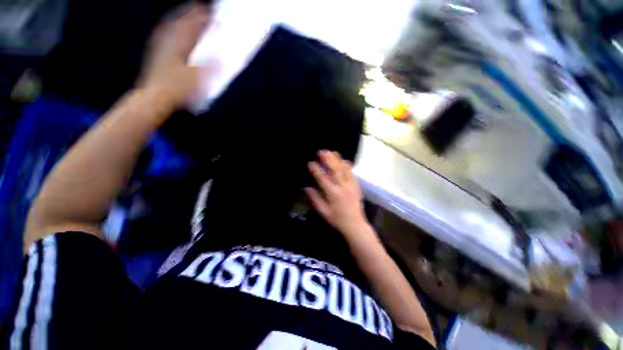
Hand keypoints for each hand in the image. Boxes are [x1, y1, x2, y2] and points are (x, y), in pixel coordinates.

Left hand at [139, 3, 210, 108]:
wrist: (154, 96)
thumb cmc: (176, 88)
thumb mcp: (198, 78)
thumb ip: (210, 67)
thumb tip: (222, 59)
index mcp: (179, 44)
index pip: (193, 25)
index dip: (205, 19)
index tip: (214, 15)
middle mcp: (168, 40)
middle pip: (181, 20)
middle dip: (192, 13)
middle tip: (202, 8)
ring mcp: (160, 45)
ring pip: (173, 25)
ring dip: (182, 19)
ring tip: (190, 16)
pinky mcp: (157, 52)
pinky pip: (167, 34)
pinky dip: (174, 29)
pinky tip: (176, 32)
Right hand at [306, 151, 369, 236]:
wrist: (355, 225)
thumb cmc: (337, 219)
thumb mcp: (324, 212)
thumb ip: (315, 199)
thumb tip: (307, 187)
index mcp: (333, 194)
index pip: (323, 178)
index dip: (316, 170)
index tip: (311, 162)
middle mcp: (343, 187)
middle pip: (335, 170)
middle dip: (328, 159)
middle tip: (322, 151)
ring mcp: (351, 186)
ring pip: (345, 169)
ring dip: (338, 160)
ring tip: (333, 152)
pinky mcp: (356, 186)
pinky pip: (352, 173)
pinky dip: (348, 166)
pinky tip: (344, 161)